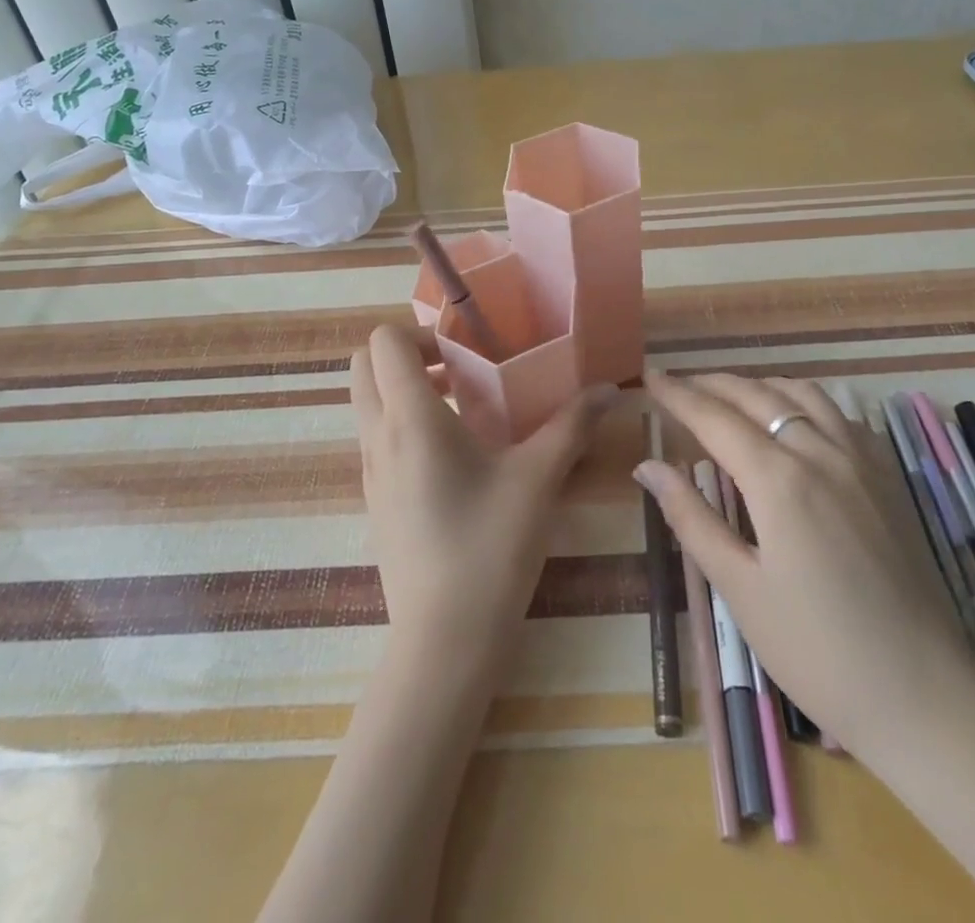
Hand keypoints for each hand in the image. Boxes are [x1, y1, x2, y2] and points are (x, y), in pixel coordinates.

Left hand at [351, 325, 618, 665]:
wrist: (444, 642)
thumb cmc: (489, 548)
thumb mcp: (538, 479)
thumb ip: (572, 425)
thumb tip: (608, 389)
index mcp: (410, 418)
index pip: (383, 341)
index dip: (421, 332)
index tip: (466, 350)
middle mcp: (378, 436)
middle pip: (365, 365)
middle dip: (406, 354)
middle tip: (460, 370)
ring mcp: (369, 471)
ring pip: (368, 403)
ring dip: (406, 390)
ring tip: (465, 408)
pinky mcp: (374, 500)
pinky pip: (377, 438)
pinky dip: (404, 424)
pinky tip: (456, 457)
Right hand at [636, 373, 974, 759]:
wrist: (925, 698)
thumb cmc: (817, 651)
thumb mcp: (740, 589)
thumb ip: (691, 518)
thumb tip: (648, 466)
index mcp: (779, 480)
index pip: (714, 418)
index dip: (678, 395)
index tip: (650, 376)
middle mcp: (821, 453)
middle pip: (757, 397)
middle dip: (712, 383)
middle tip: (679, 382)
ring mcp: (861, 462)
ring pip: (803, 395)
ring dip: (760, 386)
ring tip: (730, 394)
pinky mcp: (887, 479)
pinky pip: (840, 415)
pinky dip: (804, 402)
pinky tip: (796, 420)